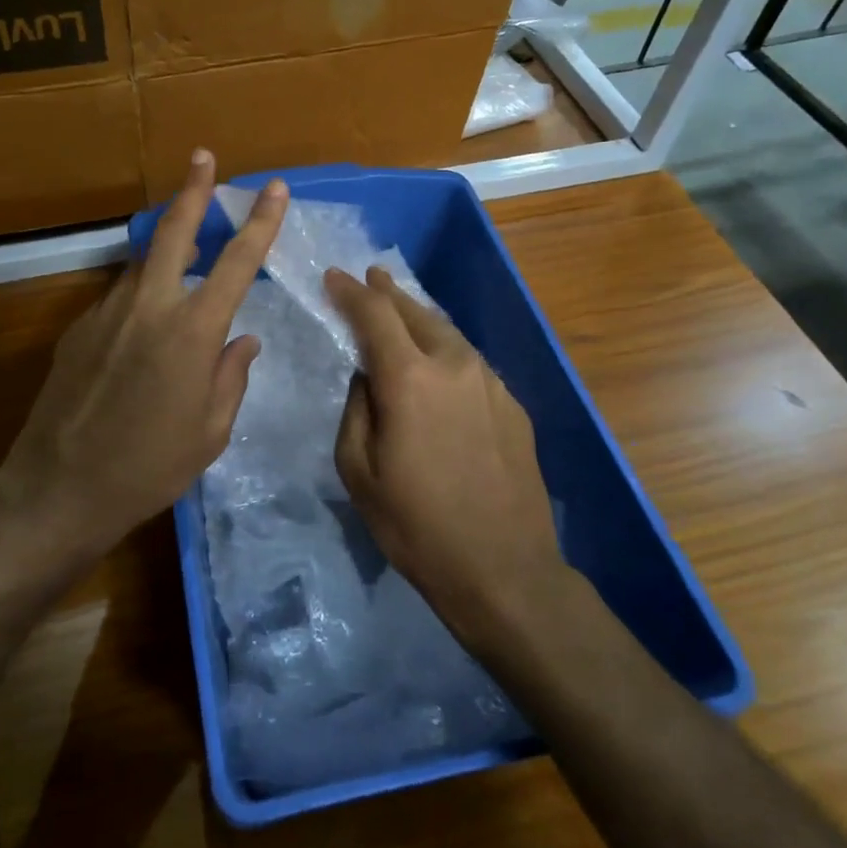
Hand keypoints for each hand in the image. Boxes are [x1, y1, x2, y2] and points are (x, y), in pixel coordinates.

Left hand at [0, 150, 288, 562]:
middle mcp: (149, 307)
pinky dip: (140, 297)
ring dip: (165, 251)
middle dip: (193, 191)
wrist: (60, 487)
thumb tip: (243, 339)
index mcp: (193, 332)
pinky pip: (119, 299)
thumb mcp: (211, 432)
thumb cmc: (150, 467)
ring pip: (142, 265)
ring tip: (183, 254)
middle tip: (202, 158)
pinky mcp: (78, 328)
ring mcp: (107, 312)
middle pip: (174, 232)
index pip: (236, 262)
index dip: (260, 222)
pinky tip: (143, 330)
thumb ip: (231, 376)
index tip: (274, 188)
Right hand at [325, 266, 567, 650]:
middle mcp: (453, 366)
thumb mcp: (358, 471)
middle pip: (416, 312)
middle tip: (369, 278)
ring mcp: (490, 383)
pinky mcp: (513, 405)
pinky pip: (470, 361)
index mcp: (409, 379)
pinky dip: (446, 348)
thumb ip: (356, 409)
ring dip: (419, 316)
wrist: (504, 570)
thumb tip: (368, 376)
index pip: (374, 315)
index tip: (333, 276)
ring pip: (448, 333)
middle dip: (388, 293)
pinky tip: (439, 359)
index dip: (350, 292)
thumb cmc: (416, 526)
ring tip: (401, 309)